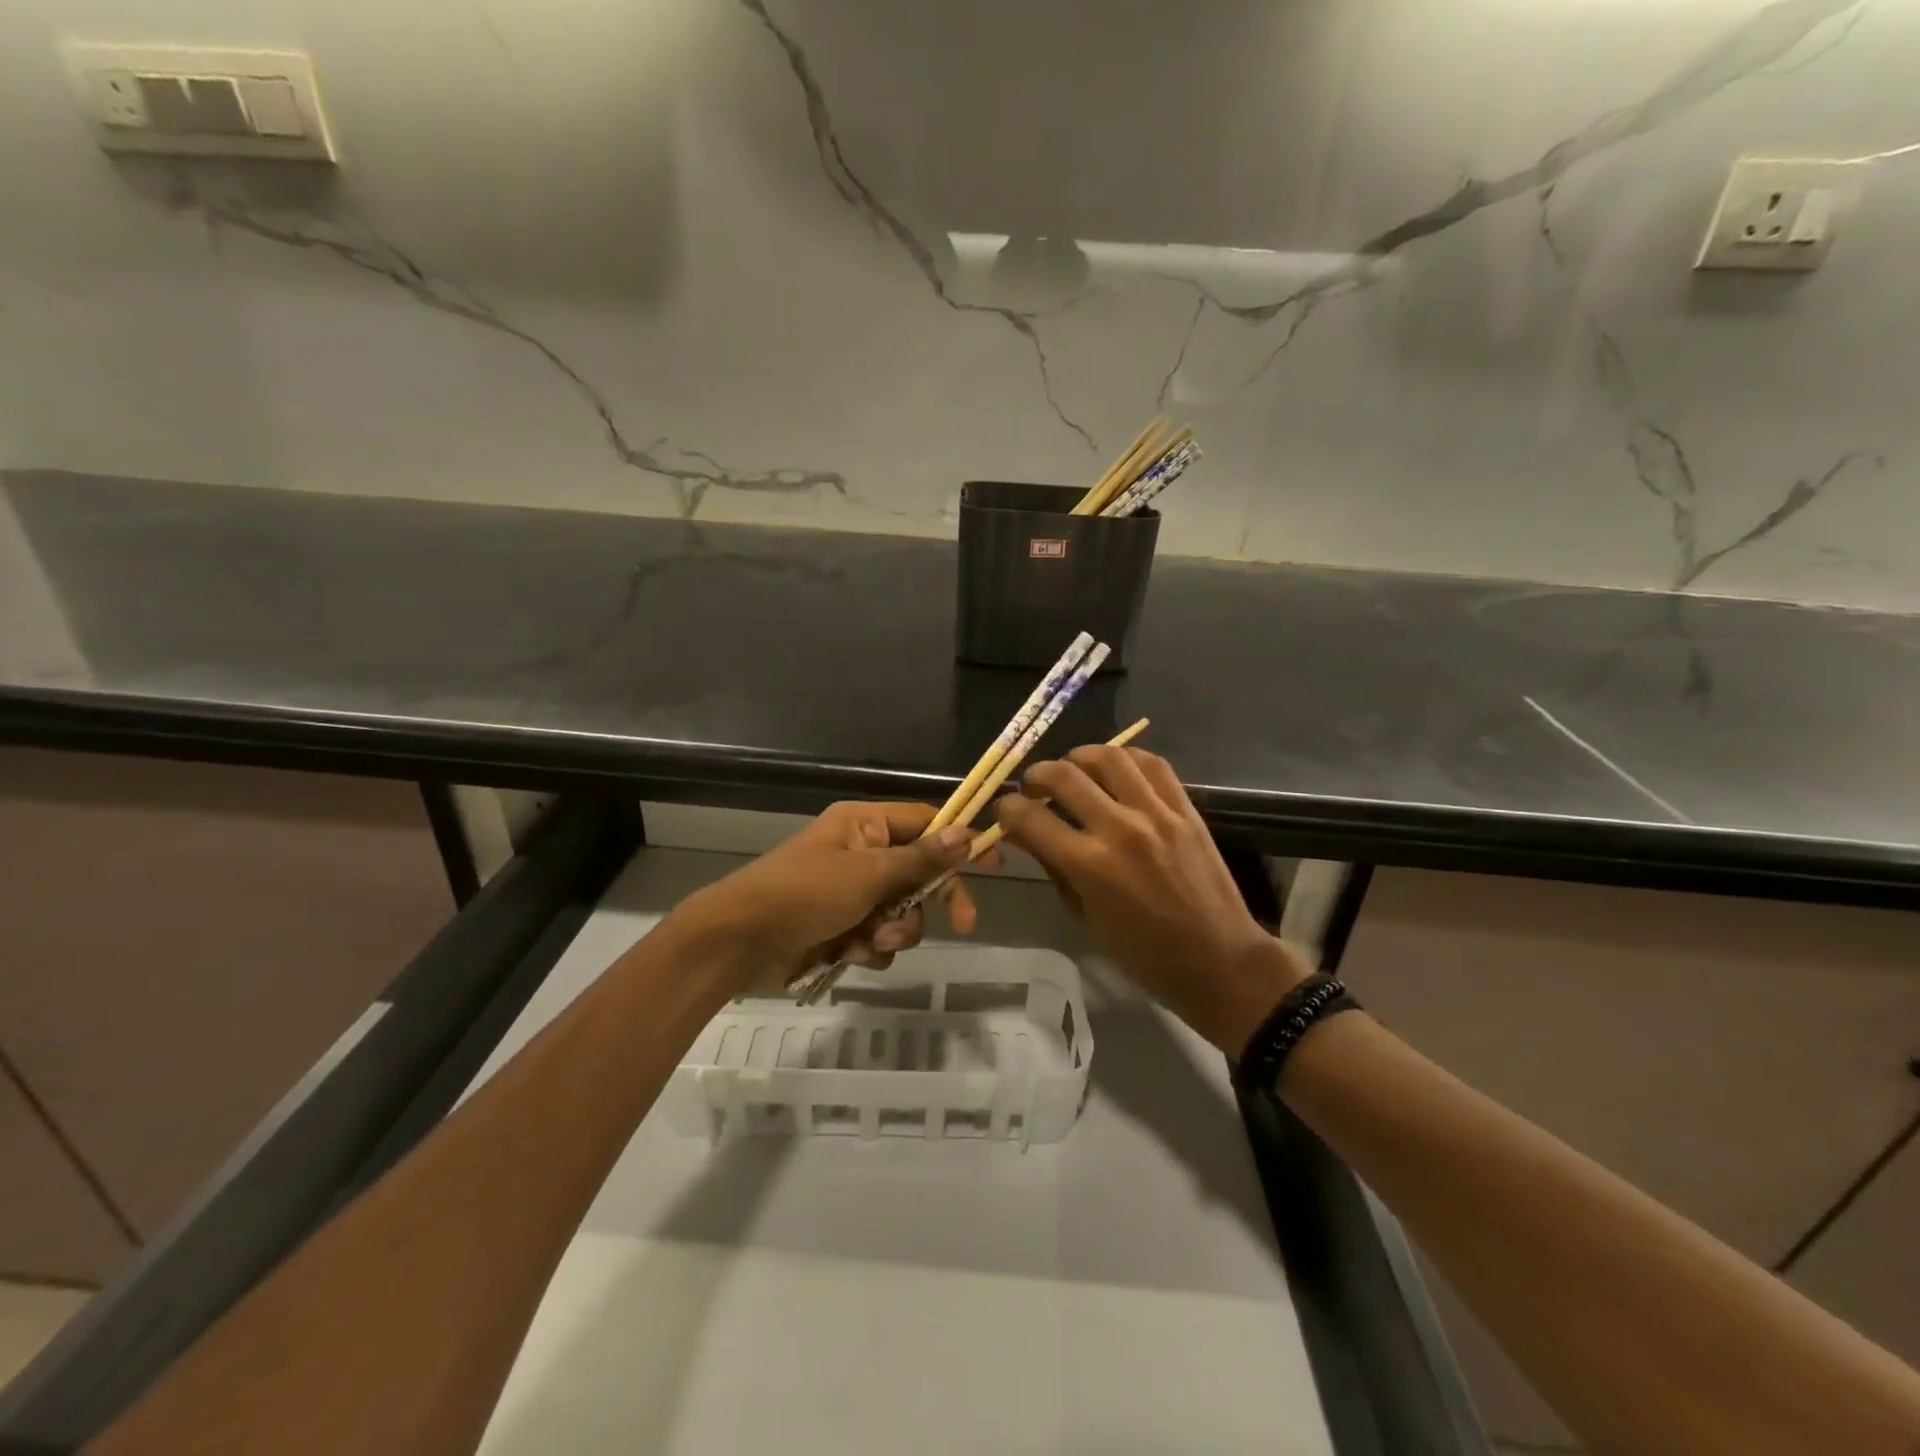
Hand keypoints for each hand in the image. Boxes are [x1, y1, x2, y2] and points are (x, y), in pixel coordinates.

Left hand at [678, 802, 978, 994]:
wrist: (738, 942)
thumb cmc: (804, 893)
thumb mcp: (868, 873)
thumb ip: (920, 859)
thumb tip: (968, 831)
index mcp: (864, 825)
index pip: (925, 823)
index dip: (959, 841)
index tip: (993, 864)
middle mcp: (861, 854)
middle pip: (919, 873)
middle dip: (931, 901)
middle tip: (964, 923)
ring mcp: (850, 894)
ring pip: (902, 912)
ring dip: (897, 931)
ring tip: (872, 941)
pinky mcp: (840, 929)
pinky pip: (877, 938)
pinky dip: (870, 949)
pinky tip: (850, 955)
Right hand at [995, 746, 1311, 1053]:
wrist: (1219, 960)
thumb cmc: (1144, 954)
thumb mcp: (1086, 916)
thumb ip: (1055, 867)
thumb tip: (1025, 832)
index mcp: (1089, 865)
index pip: (1030, 817)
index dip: (1008, 808)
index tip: (1005, 809)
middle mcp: (1119, 829)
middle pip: (1064, 776)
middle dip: (1036, 775)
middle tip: (1033, 786)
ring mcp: (1157, 813)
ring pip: (1109, 756)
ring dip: (1079, 756)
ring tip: (1072, 768)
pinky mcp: (1185, 808)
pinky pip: (1153, 764)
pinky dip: (1126, 757)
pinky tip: (1115, 767)